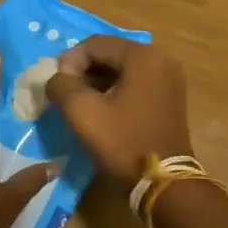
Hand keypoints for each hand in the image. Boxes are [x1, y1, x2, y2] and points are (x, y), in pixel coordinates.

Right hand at [45, 37, 193, 192]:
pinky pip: (136, 81)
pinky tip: (101, 108)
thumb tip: (57, 77)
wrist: (164, 183)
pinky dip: (115, 89)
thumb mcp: (83, 113)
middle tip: (65, 92)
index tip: (56, 85)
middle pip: (110, 53)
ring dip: (98, 80)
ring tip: (79, 102)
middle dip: (84, 70)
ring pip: (122, 68)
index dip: (69, 61)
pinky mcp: (170, 95)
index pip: (95, 44)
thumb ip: (61, 85)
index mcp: (143, 56)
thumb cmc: (123, 143)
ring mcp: (169, 77)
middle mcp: (161, 58)